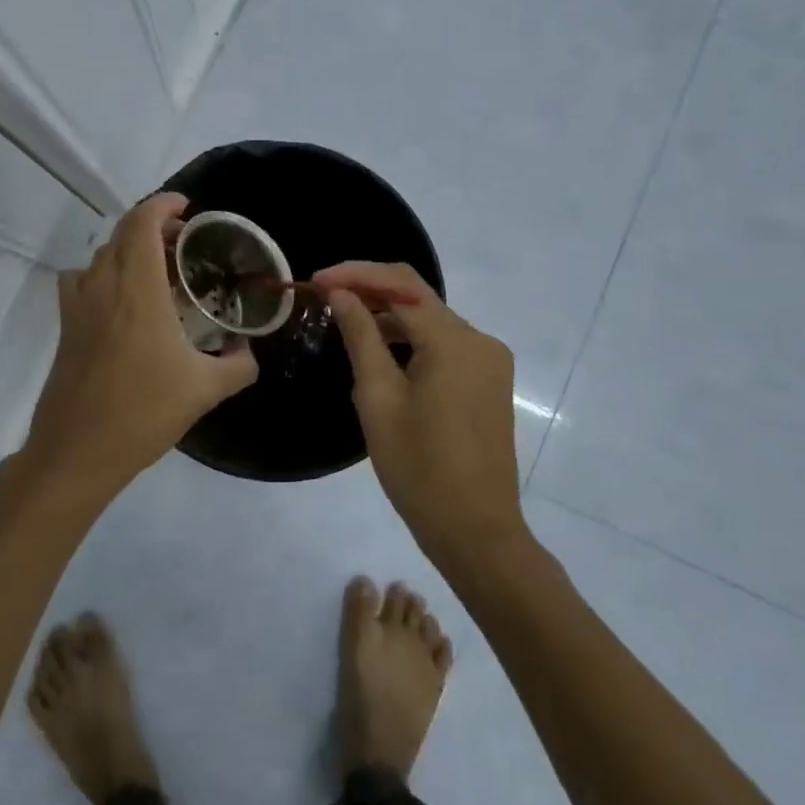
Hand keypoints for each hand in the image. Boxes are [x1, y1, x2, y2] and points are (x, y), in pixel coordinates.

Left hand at [20, 193, 257, 496]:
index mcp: (138, 289)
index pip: (142, 223)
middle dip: (152, 226)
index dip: (163, 204)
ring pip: (100, 256)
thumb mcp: (206, 390)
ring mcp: (78, 306)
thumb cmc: (144, 412)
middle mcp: (103, 286)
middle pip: (121, 233)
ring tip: (156, 271)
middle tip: (184, 242)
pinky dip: (102, 275)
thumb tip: (250, 352)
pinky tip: (121, 303)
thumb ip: (239, 365)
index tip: (187, 207)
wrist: (78, 451)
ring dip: (128, 250)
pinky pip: (81, 281)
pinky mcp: (65, 327)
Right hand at [314, 261, 522, 554]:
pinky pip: (443, 345)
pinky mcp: (487, 381)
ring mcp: (488, 361)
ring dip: (388, 316)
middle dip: (370, 291)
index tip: (315, 281)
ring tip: (342, 322)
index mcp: (455, 340)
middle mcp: (479, 340)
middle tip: (323, 296)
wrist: (475, 529)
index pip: (400, 285)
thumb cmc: (418, 467)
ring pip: (430, 321)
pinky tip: (379, 351)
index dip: (355, 275)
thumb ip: (361, 336)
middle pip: (418, 297)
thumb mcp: (378, 398)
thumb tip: (341, 294)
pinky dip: (409, 340)